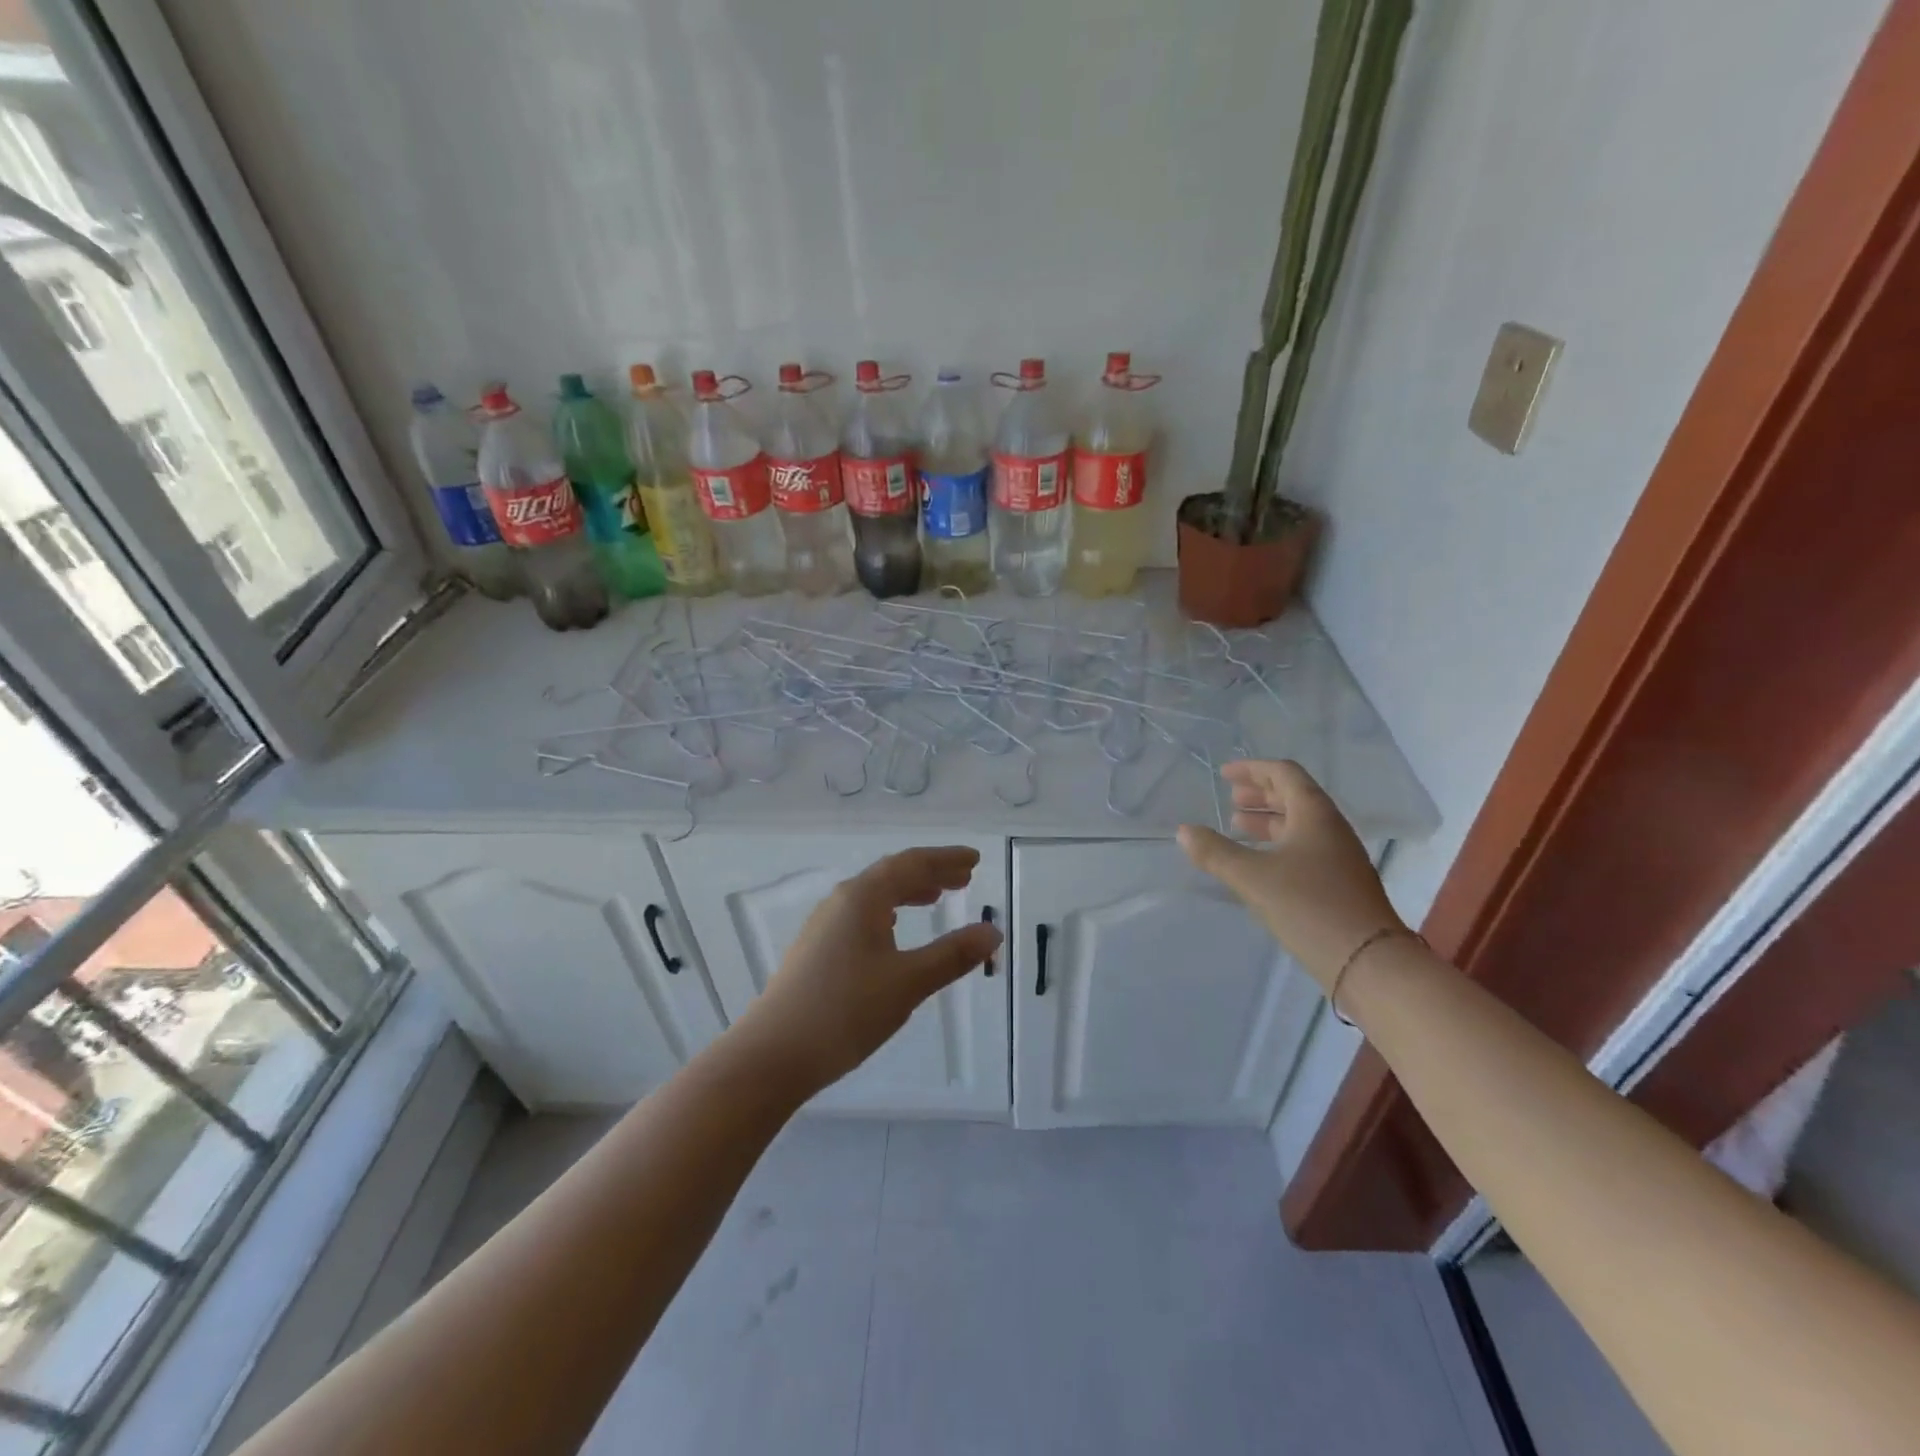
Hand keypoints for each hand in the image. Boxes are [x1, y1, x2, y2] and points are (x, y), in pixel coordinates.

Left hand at [736, 846, 1002, 1092]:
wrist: (773, 1055)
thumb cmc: (845, 1011)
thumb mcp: (908, 983)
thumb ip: (952, 955)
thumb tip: (992, 931)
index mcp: (862, 897)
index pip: (911, 864)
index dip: (945, 859)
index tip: (974, 859)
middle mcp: (841, 902)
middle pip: (891, 875)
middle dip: (929, 873)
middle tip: (963, 878)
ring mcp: (823, 926)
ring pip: (874, 896)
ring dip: (907, 892)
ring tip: (935, 899)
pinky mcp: (815, 950)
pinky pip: (861, 915)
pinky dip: (888, 913)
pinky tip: (893, 932)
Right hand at [1177, 760, 1404, 989]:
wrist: (1368, 962)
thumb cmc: (1309, 906)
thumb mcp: (1252, 877)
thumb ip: (1215, 852)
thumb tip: (1183, 831)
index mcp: (1315, 814)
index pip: (1284, 774)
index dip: (1253, 769)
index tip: (1224, 774)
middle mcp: (1331, 829)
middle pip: (1294, 797)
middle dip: (1260, 794)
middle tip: (1230, 799)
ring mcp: (1339, 858)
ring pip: (1299, 825)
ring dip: (1267, 821)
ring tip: (1237, 827)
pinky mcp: (1340, 884)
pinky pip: (1304, 849)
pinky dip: (1277, 845)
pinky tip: (1258, 864)